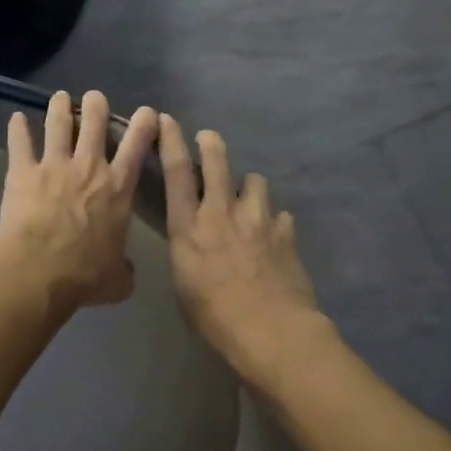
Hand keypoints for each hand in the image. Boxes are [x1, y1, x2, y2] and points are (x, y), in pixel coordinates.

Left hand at [0, 90, 159, 313]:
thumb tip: (125, 272)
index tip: (147, 112)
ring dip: (60, 107)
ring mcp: (54, 165)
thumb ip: (124, 270)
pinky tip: (15, 118)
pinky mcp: (22, 171)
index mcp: (118, 188)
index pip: (137, 146)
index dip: (144, 124)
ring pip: (59, 124)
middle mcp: (89, 167)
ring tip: (60, 97)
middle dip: (97, 105)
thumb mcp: (117, 280)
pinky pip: (20, 143)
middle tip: (95, 98)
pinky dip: (17, 129)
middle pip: (95, 122)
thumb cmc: (83, 275)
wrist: (37, 271)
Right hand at [159, 115, 321, 379]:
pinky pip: (278, 214)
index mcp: (189, 227)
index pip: (175, 172)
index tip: (165, 119)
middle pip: (217, 161)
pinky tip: (272, 236)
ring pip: (254, 181)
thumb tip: (193, 241)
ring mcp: (258, 219)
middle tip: (208, 139)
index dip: (170, 140)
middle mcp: (222, 213)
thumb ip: (187, 252)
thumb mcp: (183, 284)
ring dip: (247, 187)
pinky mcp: (285, 232)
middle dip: (210, 144)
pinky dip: (273, 221)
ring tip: (247, 200)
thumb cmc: (214, 317)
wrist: (271, 330)